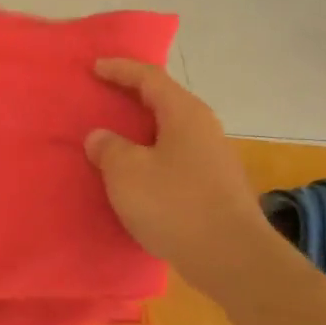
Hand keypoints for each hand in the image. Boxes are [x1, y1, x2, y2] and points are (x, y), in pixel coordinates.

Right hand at [85, 59, 269, 278]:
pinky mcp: (216, 186)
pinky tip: (138, 174)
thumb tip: (101, 137)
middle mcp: (204, 128)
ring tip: (116, 136)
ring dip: (143, 130)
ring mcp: (214, 158)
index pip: (149, 78)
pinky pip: (176, 157)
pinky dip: (153, 155)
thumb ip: (109, 148)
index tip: (94, 67)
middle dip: (133, 97)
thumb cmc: (174, 204)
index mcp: (184, 114)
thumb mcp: (127, 172)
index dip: (120, 70)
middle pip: (164, 101)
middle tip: (104, 96)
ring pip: (171, 132)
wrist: (231, 257)